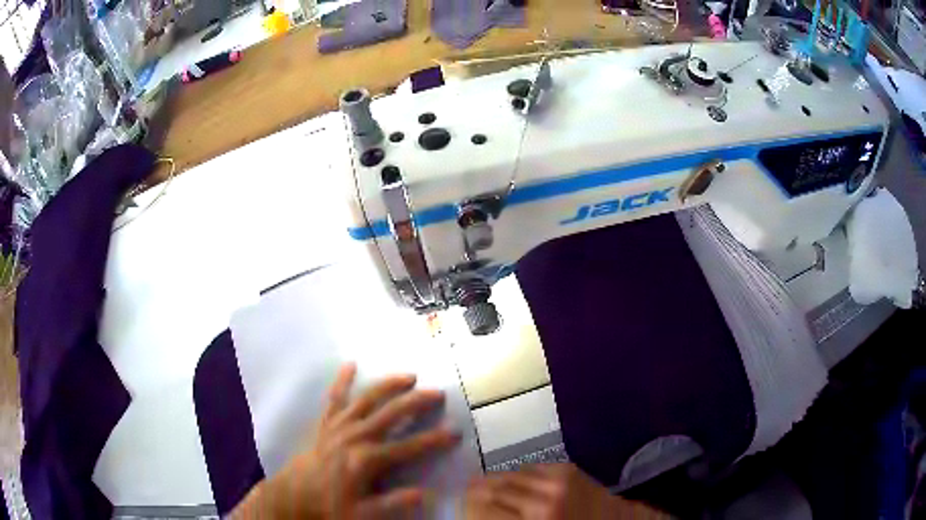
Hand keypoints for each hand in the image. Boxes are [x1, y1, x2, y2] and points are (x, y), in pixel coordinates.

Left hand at [231, 363, 459, 518]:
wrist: (294, 496)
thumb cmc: (330, 506)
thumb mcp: (364, 513)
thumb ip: (393, 503)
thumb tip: (424, 493)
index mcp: (368, 460)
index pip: (410, 447)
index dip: (435, 439)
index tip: (455, 431)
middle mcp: (355, 436)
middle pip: (391, 414)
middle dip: (416, 402)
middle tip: (438, 392)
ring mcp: (339, 426)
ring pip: (367, 399)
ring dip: (389, 386)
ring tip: (409, 375)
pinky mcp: (325, 423)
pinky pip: (333, 398)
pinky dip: (341, 381)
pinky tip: (350, 364)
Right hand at [465, 463, 666, 518]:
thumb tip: (484, 514)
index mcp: (536, 519)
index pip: (491, 508)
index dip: (471, 504)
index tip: (459, 500)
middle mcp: (544, 496)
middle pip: (500, 488)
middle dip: (479, 488)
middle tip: (465, 487)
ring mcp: (558, 479)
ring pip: (515, 473)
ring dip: (497, 477)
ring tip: (484, 480)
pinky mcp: (568, 468)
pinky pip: (535, 466)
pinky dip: (520, 471)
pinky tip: (513, 475)